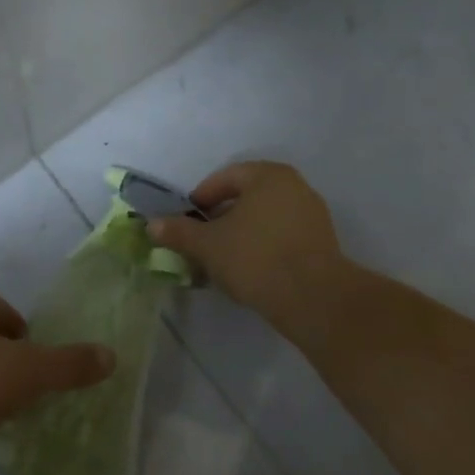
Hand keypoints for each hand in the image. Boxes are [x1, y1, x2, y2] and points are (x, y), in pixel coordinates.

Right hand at [147, 161, 344, 319]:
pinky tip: (250, 269)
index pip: (227, 177)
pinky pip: (283, 236)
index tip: (188, 220)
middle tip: (203, 239)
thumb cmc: (255, 258)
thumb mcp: (208, 245)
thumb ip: (179, 232)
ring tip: (223, 258)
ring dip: (242, 233)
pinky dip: (264, 246)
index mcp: (269, 176)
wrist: (314, 298)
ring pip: (266, 218)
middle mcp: (295, 187)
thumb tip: (151, 225)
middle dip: (222, 217)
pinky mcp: (323, 243)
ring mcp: (313, 215)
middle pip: (248, 196)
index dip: (202, 197)